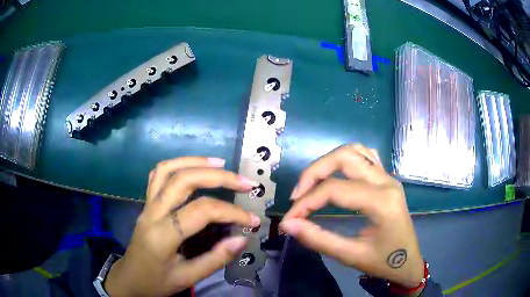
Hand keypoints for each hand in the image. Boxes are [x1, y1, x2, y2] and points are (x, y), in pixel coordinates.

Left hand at [105, 157, 260, 296]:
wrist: (130, 279)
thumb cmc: (157, 282)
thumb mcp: (187, 278)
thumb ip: (215, 259)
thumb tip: (242, 239)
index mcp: (163, 235)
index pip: (202, 211)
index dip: (231, 212)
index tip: (252, 220)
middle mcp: (153, 212)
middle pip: (184, 180)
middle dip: (219, 177)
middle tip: (245, 183)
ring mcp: (147, 204)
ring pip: (168, 169)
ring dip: (196, 162)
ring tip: (221, 163)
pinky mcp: (146, 203)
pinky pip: (158, 175)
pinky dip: (177, 164)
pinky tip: (192, 167)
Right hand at [280, 144, 423, 288]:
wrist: (408, 262)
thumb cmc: (384, 263)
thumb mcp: (350, 256)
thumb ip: (318, 239)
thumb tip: (289, 224)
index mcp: (381, 202)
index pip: (335, 190)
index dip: (306, 202)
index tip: (289, 219)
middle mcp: (386, 182)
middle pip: (344, 157)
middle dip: (314, 172)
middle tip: (298, 196)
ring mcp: (388, 177)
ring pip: (355, 150)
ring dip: (329, 162)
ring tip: (313, 184)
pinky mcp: (387, 179)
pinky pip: (366, 156)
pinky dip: (346, 159)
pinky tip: (336, 175)